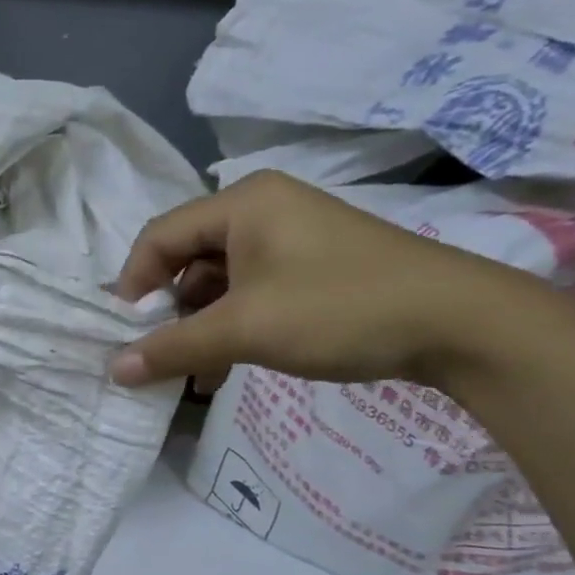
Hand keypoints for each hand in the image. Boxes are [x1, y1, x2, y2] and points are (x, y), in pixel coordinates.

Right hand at [109, 169, 545, 388]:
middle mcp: (262, 209)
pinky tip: (226, 366)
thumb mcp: (245, 329)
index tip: (125, 334)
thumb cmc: (338, 309)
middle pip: (187, 257)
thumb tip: (114, 370)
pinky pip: (251, 289)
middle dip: (168, 311)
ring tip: (192, 372)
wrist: (460, 323)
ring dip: (199, 325)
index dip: (133, 285)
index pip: (159, 236)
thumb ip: (173, 347)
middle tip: (158, 355)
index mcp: (241, 203)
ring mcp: (291, 235)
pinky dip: (232, 325)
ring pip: (219, 279)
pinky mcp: (313, 264)